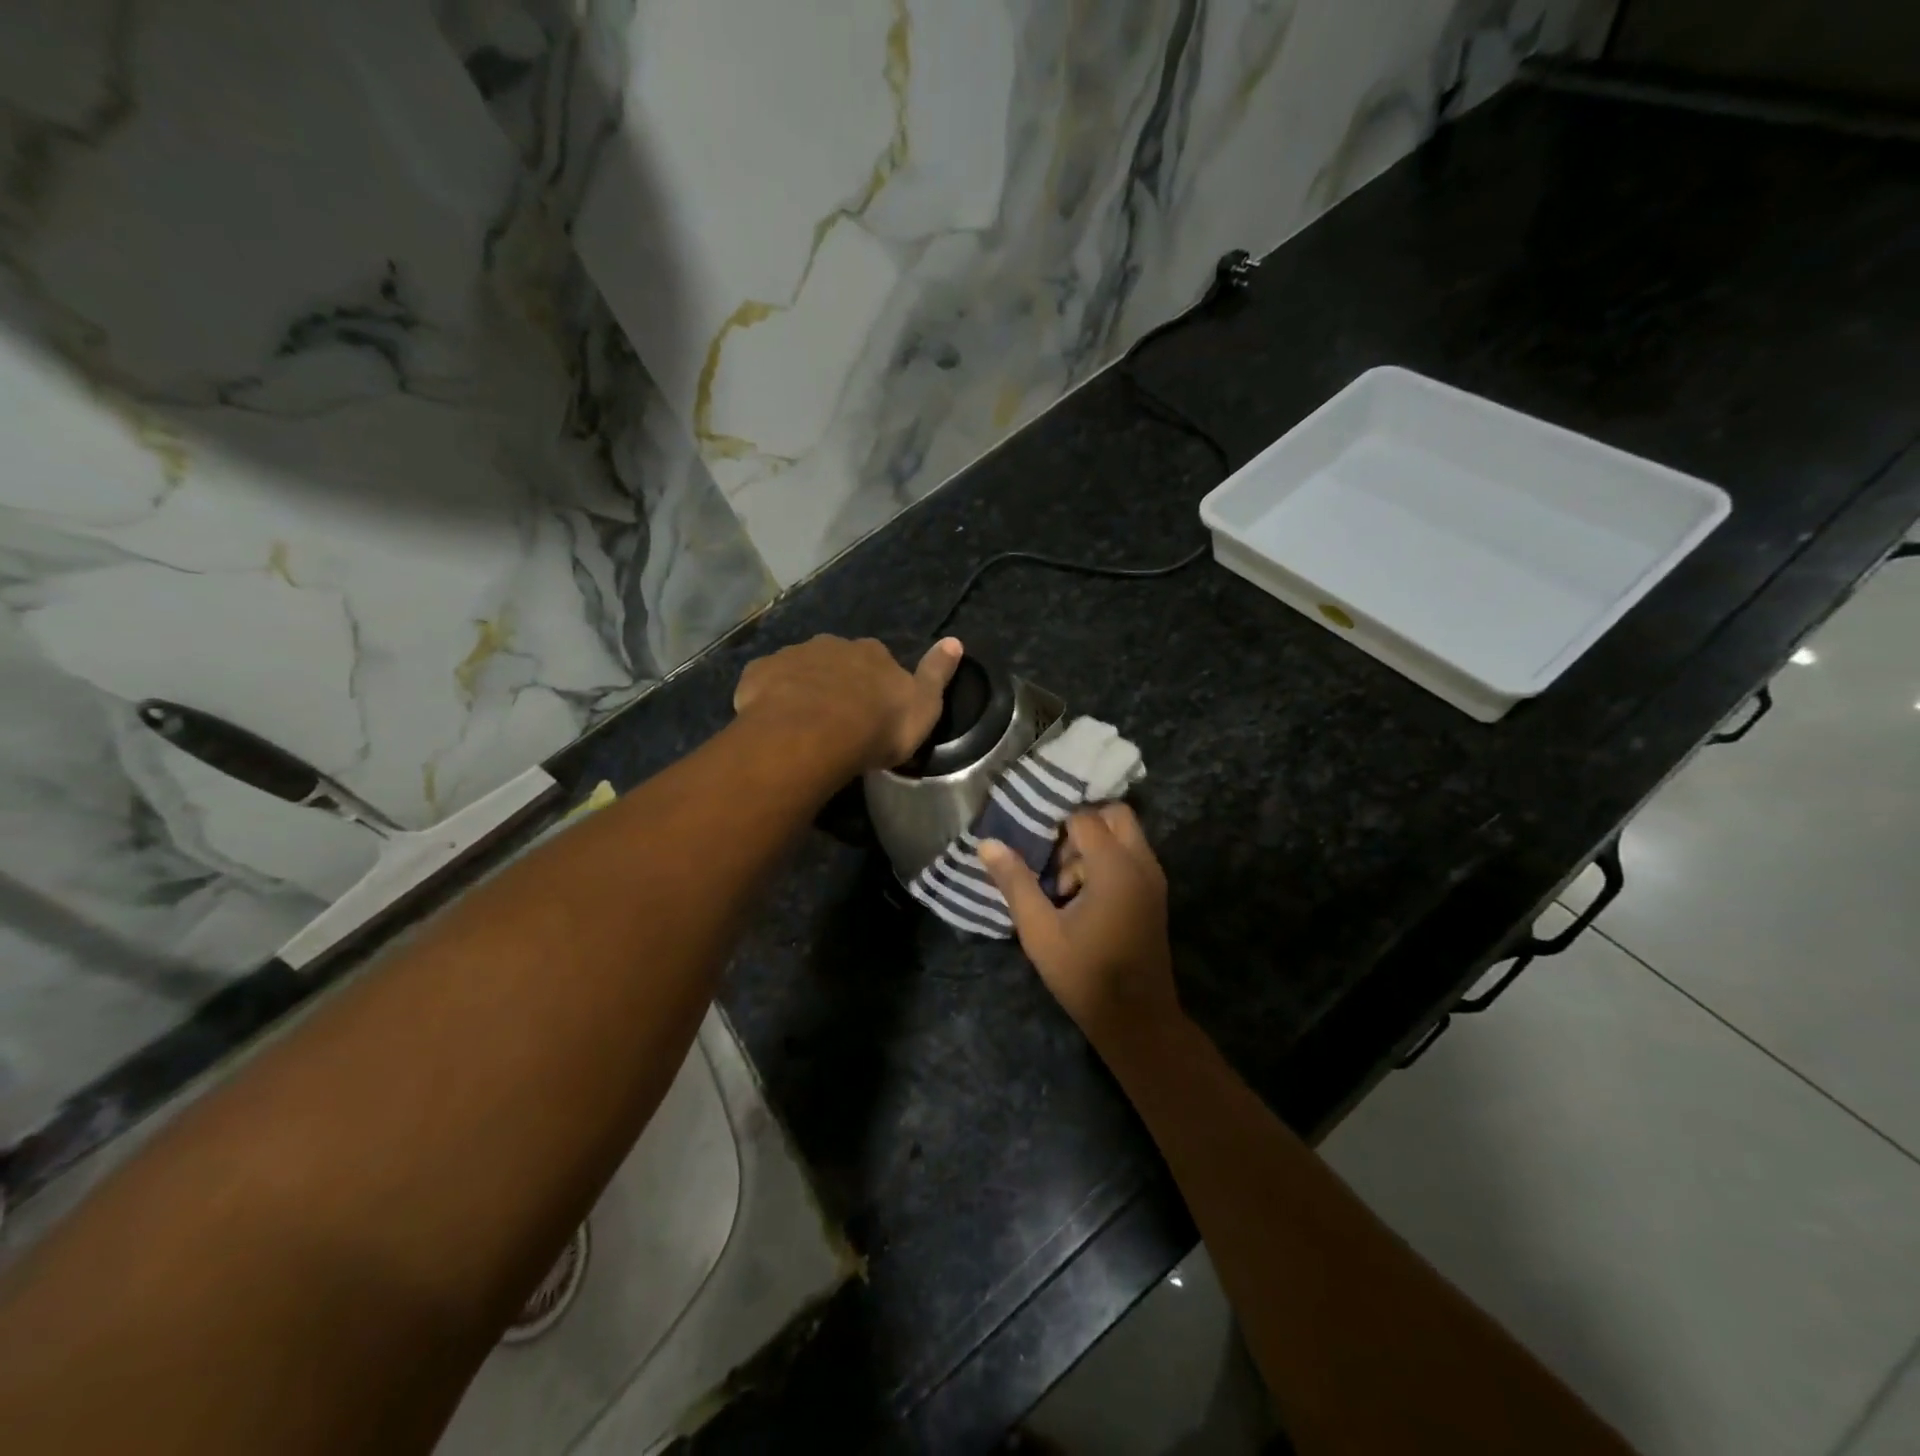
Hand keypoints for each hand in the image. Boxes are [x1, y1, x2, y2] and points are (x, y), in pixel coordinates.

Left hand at [733, 635, 962, 772]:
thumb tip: (956, 641)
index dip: (875, 684)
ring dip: (802, 689)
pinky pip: (766, 683)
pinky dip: (769, 697)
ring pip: (800, 670)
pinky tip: (772, 722)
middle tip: (837, 719)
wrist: (812, 735)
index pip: (878, 660)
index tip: (873, 709)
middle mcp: (832, 645)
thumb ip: (937, 674)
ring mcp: (792, 656)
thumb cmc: (876, 726)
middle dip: (837, 682)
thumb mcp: (923, 707)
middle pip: (836, 661)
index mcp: (872, 653)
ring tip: (803, 724)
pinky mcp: (759, 674)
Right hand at [978, 804, 1181, 1047]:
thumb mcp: (1039, 930)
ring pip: (1124, 836)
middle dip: (1082, 825)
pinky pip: (1131, 857)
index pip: (1085, 818)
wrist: (1137, 1020)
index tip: (1032, 841)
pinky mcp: (1154, 894)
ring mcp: (1153, 879)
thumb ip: (1015, 882)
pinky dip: (1107, 861)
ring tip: (1063, 884)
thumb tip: (987, 843)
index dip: (1056, 824)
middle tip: (1052, 855)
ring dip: (1094, 846)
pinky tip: (1081, 897)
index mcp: (1115, 867)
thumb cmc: (1085, 974)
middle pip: (1115, 815)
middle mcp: (1141, 863)